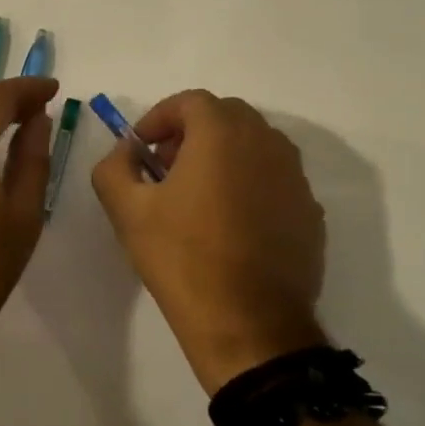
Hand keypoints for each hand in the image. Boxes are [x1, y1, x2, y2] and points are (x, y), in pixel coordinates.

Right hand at [92, 90, 326, 392]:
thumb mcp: (126, 209)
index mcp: (222, 135)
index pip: (191, 102)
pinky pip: (274, 178)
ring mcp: (295, 178)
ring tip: (196, 194)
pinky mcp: (310, 212)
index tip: (141, 148)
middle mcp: (267, 144)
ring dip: (222, 154)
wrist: (248, 323)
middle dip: (191, 132)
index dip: (159, 117)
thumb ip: (114, 166)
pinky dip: (248, 182)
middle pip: (226, 116)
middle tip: (165, 166)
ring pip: (255, 144)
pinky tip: (228, 222)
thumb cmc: (181, 258)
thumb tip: (127, 151)